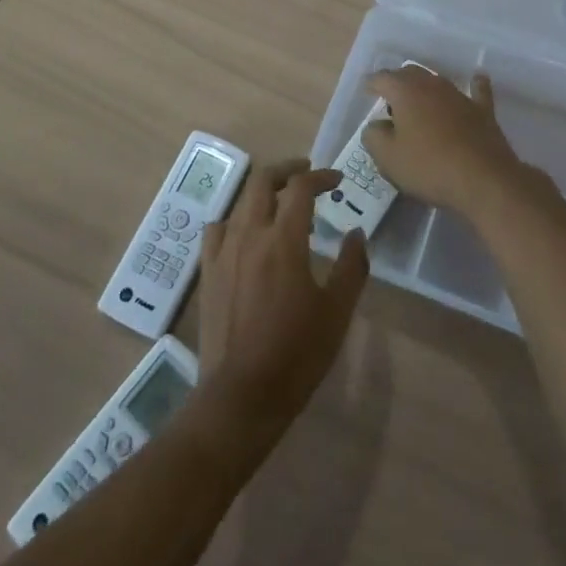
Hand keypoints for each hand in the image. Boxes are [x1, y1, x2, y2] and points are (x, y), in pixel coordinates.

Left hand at [197, 161, 367, 446]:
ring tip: (280, 202)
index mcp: (284, 240)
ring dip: (263, 192)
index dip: (321, 177)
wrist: (242, 395)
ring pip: (241, 202)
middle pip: (264, 181)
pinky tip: (245, 234)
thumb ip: (351, 267)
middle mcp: (250, 235)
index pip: (302, 188)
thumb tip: (357, 233)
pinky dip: (235, 220)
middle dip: (288, 170)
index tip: (337, 181)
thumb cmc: (296, 353)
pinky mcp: (208, 271)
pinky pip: (218, 229)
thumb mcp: (337, 311)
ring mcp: (224, 251)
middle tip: (307, 173)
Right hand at [363, 65, 523, 213]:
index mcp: (405, 91)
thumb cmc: (429, 167)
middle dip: (397, 83)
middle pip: (410, 74)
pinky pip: (477, 91)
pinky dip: (473, 85)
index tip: (367, 94)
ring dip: (426, 88)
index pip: (382, 78)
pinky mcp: (483, 110)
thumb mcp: (388, 158)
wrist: (484, 180)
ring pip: (438, 81)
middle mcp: (432, 84)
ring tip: (419, 102)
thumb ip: (374, 136)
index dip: (372, 85)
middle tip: (389, 102)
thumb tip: (376, 125)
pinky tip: (476, 80)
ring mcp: (460, 95)